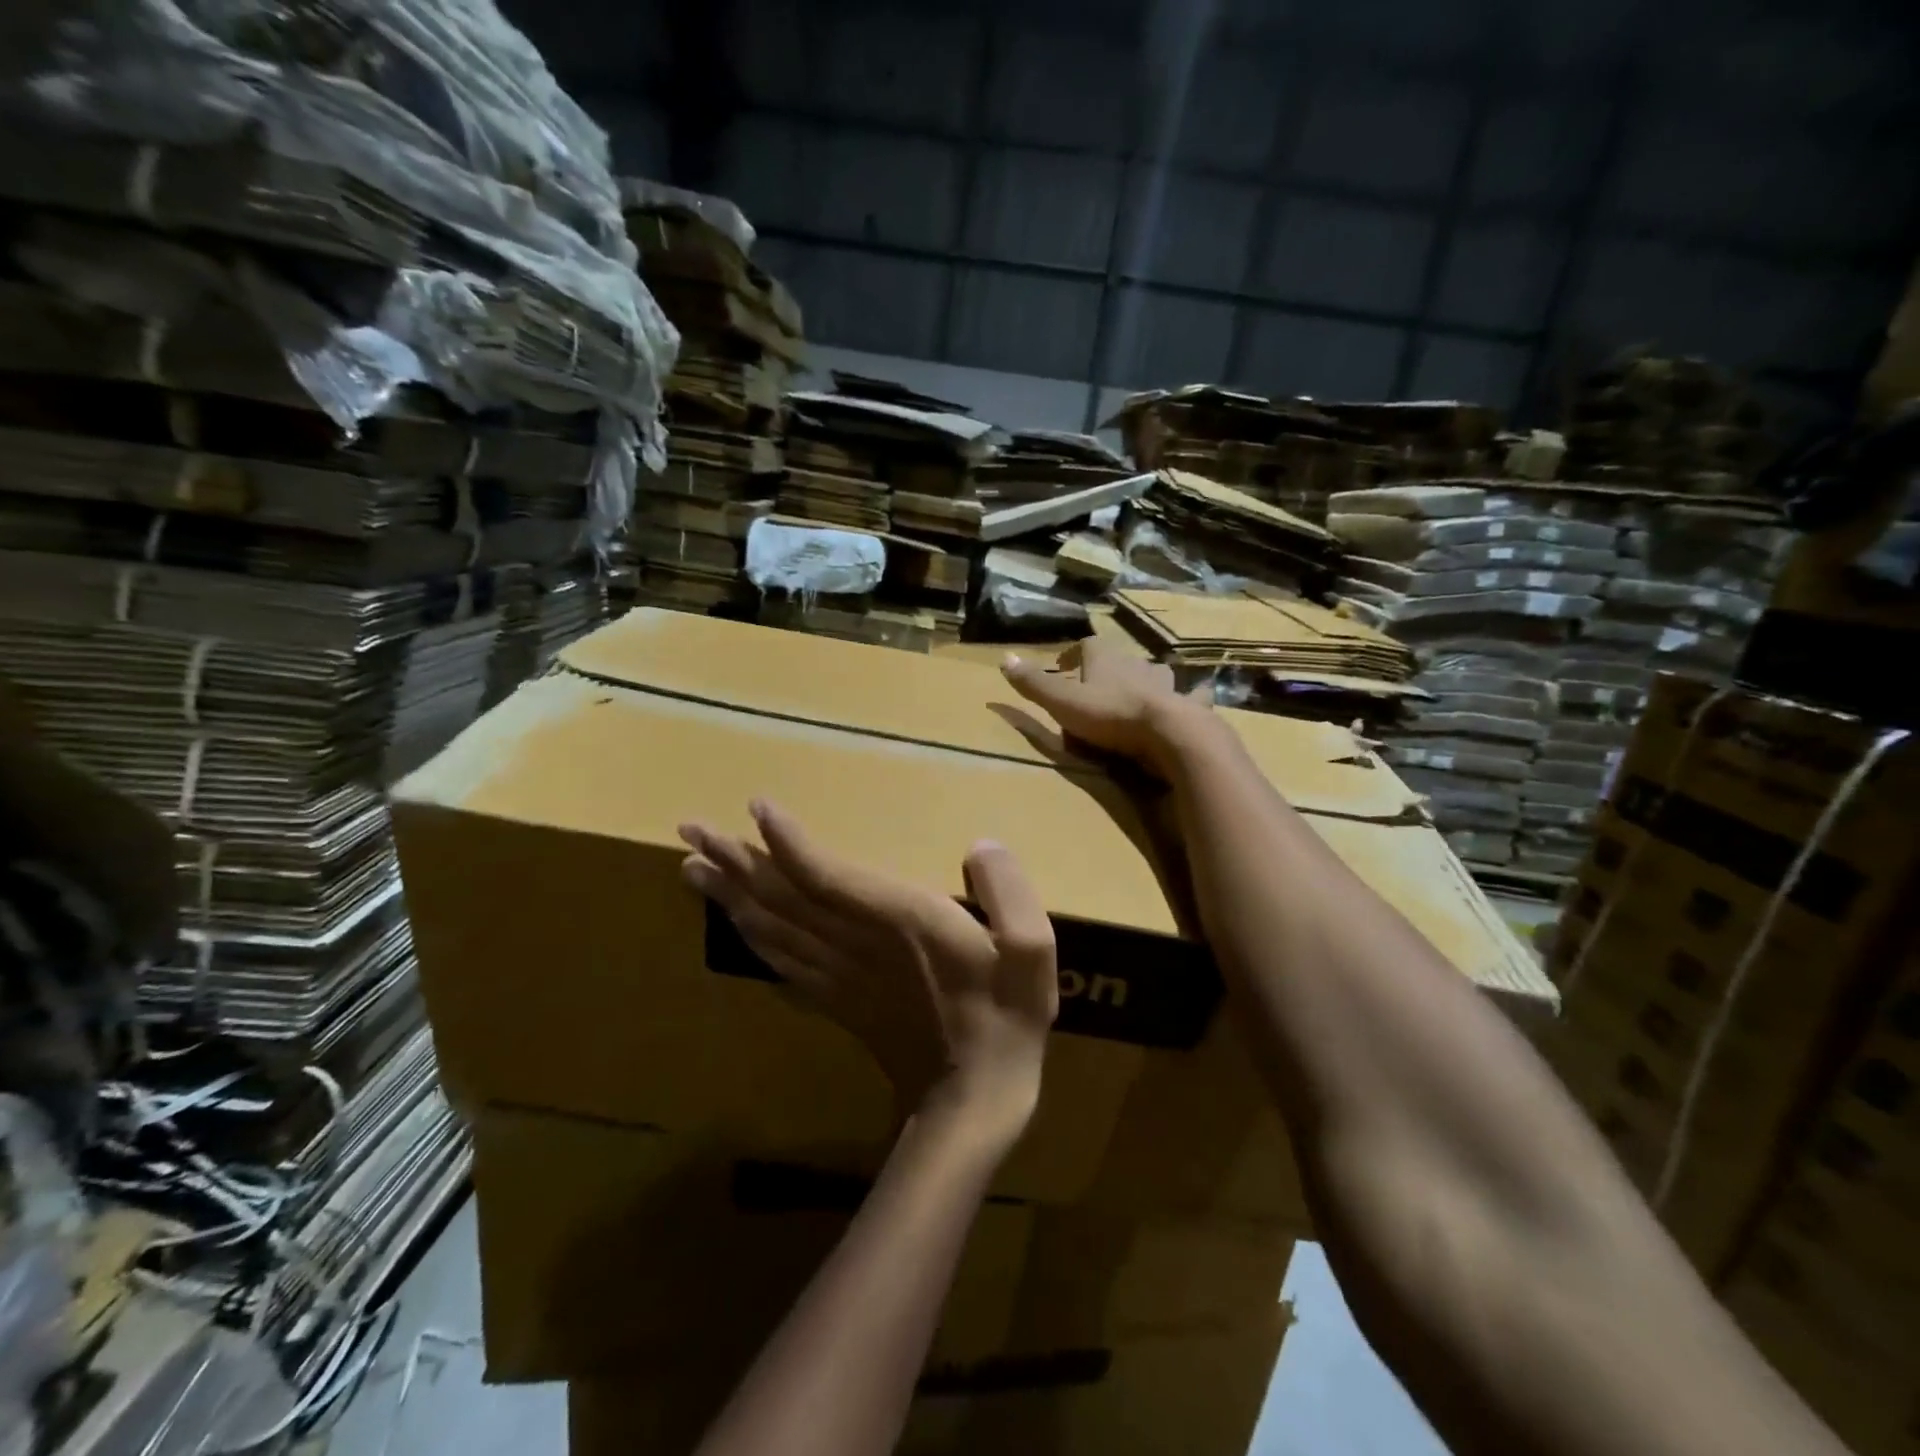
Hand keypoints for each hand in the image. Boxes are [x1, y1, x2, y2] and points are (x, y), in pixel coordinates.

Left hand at [678, 802, 1058, 1139]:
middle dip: (734, 861)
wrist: (971, 1104)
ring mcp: (837, 976)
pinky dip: (749, 938)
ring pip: (771, 929)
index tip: (755, 807)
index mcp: (900, 923)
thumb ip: (1010, 893)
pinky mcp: (834, 999)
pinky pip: (780, 963)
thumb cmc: (1005, 1020)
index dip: (788, 843)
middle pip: (781, 898)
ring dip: (729, 895)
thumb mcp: (1033, 952)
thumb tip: (980, 846)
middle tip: (689, 829)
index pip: (827, 877)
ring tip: (691, 866)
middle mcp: (855, 944)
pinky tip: (731, 922)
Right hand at [1000, 637, 1212, 772]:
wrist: (1168, 733)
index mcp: (1105, 659)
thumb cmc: (1110, 715)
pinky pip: (1194, 695)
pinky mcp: (1188, 705)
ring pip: (1154, 674)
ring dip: (1145, 681)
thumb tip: (1003, 658)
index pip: (1086, 646)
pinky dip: (1193, 696)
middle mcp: (1137, 663)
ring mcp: (1166, 684)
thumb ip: (1033, 684)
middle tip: (1097, 687)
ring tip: (1137, 694)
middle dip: (1108, 670)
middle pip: (1119, 660)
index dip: (1073, 655)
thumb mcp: (1062, 702)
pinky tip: (1197, 698)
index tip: (1064, 667)